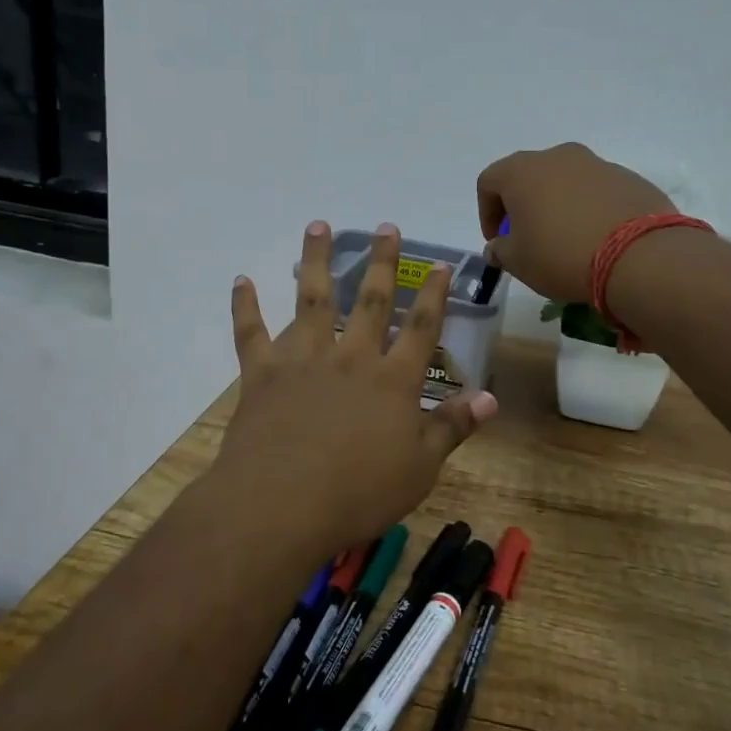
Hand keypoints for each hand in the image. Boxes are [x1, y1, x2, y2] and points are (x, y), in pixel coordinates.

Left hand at [212, 222, 497, 554]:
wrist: (282, 505)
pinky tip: (241, 280)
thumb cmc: (359, 492)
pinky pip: (251, 332)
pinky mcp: (263, 373)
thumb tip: (489, 398)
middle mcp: (351, 357)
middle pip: (371, 300)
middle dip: (382, 261)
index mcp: (392, 380)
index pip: (421, 327)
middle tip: (385, 226)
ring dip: (316, 260)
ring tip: (318, 225)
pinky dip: (245, 305)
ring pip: (313, 299)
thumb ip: (452, 427)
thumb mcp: (420, 468)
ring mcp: (304, 359)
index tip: (439, 263)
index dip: (434, 294)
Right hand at [477, 143, 674, 302]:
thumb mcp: (518, 262)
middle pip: (529, 176)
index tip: (497, 241)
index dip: (486, 212)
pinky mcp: (629, 178)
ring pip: (566, 181)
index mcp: (522, 170)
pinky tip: (597, 238)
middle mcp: (558, 157)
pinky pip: (597, 191)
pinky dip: (589, 208)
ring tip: (566, 239)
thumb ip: (500, 250)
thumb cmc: (561, 255)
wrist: (639, 256)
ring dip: (558, 204)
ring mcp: (598, 164)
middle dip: (523, 205)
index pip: (489, 182)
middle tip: (528, 237)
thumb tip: (498, 246)